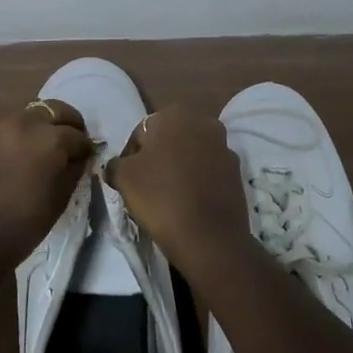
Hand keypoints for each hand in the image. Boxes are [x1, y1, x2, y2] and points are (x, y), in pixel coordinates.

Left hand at [0, 96, 94, 267]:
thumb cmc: (18, 230)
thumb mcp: (58, 203)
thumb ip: (73, 172)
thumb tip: (79, 156)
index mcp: (50, 141)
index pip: (77, 135)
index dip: (83, 146)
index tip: (83, 155)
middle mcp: (24, 121)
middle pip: (53, 110)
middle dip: (64, 124)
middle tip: (63, 141)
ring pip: (21, 107)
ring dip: (30, 120)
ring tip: (28, 138)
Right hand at [108, 105, 249, 275]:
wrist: (209, 238)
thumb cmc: (161, 197)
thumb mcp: (123, 177)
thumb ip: (115, 163)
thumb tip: (117, 166)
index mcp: (175, 114)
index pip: (142, 132)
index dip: (131, 155)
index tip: (127, 179)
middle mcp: (204, 121)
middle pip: (170, 139)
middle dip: (158, 157)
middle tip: (146, 186)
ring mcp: (225, 146)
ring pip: (191, 154)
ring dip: (180, 168)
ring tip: (168, 197)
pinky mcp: (237, 172)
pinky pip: (209, 171)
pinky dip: (199, 181)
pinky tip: (189, 203)